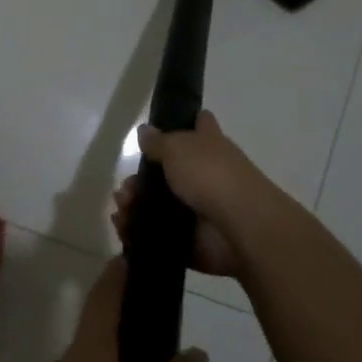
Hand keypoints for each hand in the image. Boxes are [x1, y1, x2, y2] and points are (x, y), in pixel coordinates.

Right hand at [110, 111, 280, 276]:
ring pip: (157, 205)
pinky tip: (124, 229)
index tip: (160, 128)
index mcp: (208, 145)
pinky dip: (137, 233)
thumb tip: (144, 130)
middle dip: (138, 181)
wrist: (239, 227)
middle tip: (124, 189)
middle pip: (166, 173)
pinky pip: (157, 234)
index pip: (199, 125)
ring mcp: (197, 209)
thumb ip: (158, 141)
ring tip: (122, 210)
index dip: (184, 122)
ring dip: (133, 207)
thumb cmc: (211, 176)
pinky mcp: (190, 239)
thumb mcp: (178, 148)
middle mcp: (205, 175)